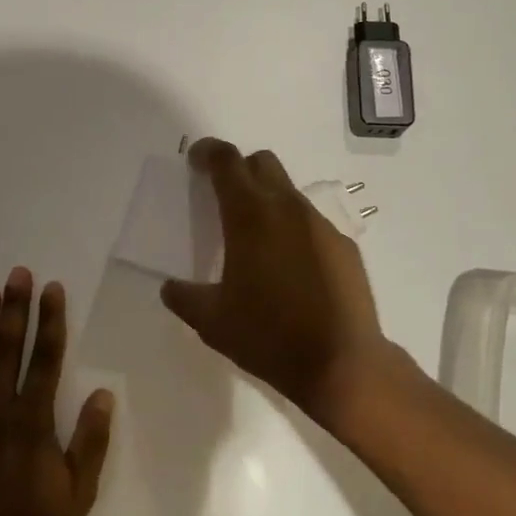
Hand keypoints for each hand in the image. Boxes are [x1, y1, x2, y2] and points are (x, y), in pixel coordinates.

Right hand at [159, 138, 394, 422]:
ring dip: (269, 201)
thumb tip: (170, 288)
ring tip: (257, 241)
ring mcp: (321, 225)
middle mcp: (287, 208)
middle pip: (263, 163)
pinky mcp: (344, 246)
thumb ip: (184, 298)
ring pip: (289, 193)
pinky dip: (295, 231)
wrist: (341, 363)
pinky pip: (312, 224)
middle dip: (240, 169)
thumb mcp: (212, 322)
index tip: (197, 158)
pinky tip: (292, 269)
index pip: (227, 162)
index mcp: (250, 216)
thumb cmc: (269, 336)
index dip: (209, 152)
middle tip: (224, 196)